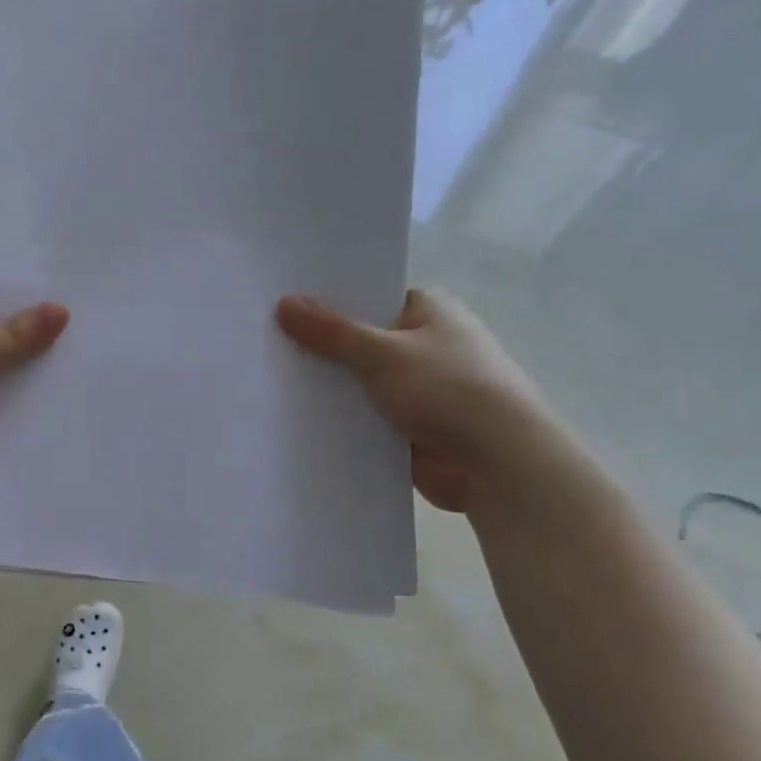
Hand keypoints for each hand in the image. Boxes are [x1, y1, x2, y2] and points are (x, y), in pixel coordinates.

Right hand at [276, 288, 555, 513]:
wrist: (498, 463)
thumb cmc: (448, 390)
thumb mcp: (383, 353)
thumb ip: (331, 332)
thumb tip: (284, 302)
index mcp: (427, 311)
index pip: (369, 296)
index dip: (327, 300)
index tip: (280, 302)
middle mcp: (423, 345)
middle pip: (359, 340)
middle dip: (320, 346)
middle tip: (263, 342)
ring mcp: (416, 389)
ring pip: (359, 382)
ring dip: (328, 387)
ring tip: (268, 380)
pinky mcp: (407, 427)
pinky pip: (363, 417)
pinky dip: (339, 419)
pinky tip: (295, 419)